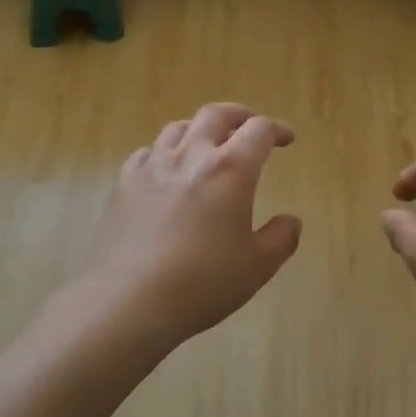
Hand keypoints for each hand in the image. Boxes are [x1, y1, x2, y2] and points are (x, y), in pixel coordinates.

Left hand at [90, 103, 302, 348]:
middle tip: (248, 126)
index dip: (277, 130)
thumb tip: (291, 221)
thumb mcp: (257, 266)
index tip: (286, 138)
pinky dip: (164, 153)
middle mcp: (192, 156)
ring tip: (207, 144)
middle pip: (216, 115)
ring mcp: (153, 167)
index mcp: (231, 169)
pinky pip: (146, 153)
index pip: (259, 130)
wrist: (129, 300)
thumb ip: (281, 238)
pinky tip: (165, 169)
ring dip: (199, 129)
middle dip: (238, 115)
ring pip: (178, 128)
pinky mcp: (124, 185)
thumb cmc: (203, 282)